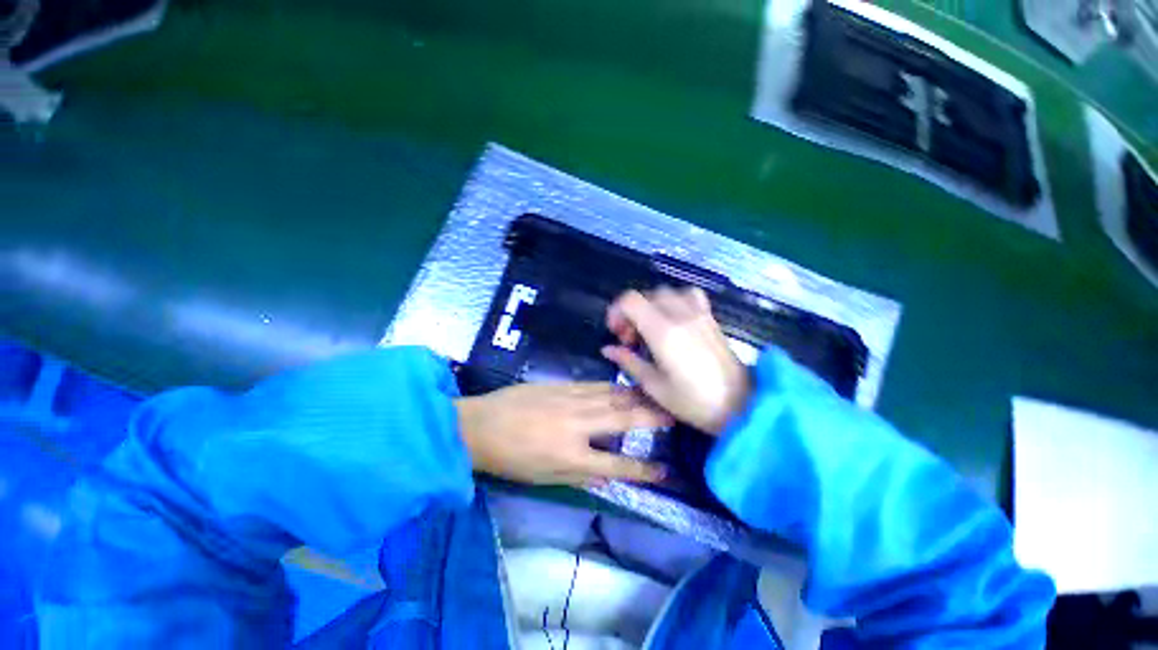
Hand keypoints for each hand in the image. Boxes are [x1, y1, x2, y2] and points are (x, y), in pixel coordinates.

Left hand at [455, 382, 670, 486]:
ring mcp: (570, 400)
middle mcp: (577, 424)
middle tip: (673, 413)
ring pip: (611, 396)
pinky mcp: (562, 386)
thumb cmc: (510, 459)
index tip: (664, 470)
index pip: (617, 464)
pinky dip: (612, 387)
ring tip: (656, 395)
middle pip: (622, 419)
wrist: (479, 425)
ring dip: (636, 396)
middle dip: (651, 417)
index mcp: (572, 456)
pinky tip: (623, 385)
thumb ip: (580, 476)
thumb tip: (608, 476)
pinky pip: (594, 385)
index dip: (642, 469)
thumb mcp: (544, 479)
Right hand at [602, 287, 749, 434]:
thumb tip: (608, 349)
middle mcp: (680, 315)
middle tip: (631, 338)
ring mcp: (698, 314)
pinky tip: (674, 321)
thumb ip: (629, 362)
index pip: (631, 300)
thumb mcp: (654, 387)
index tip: (616, 332)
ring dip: (651, 306)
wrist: (743, 406)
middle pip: (646, 295)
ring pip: (666, 292)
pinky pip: (688, 295)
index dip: (616, 311)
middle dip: (631, 312)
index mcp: (663, 332)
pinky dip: (674, 301)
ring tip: (650, 329)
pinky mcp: (710, 318)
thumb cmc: (694, 403)